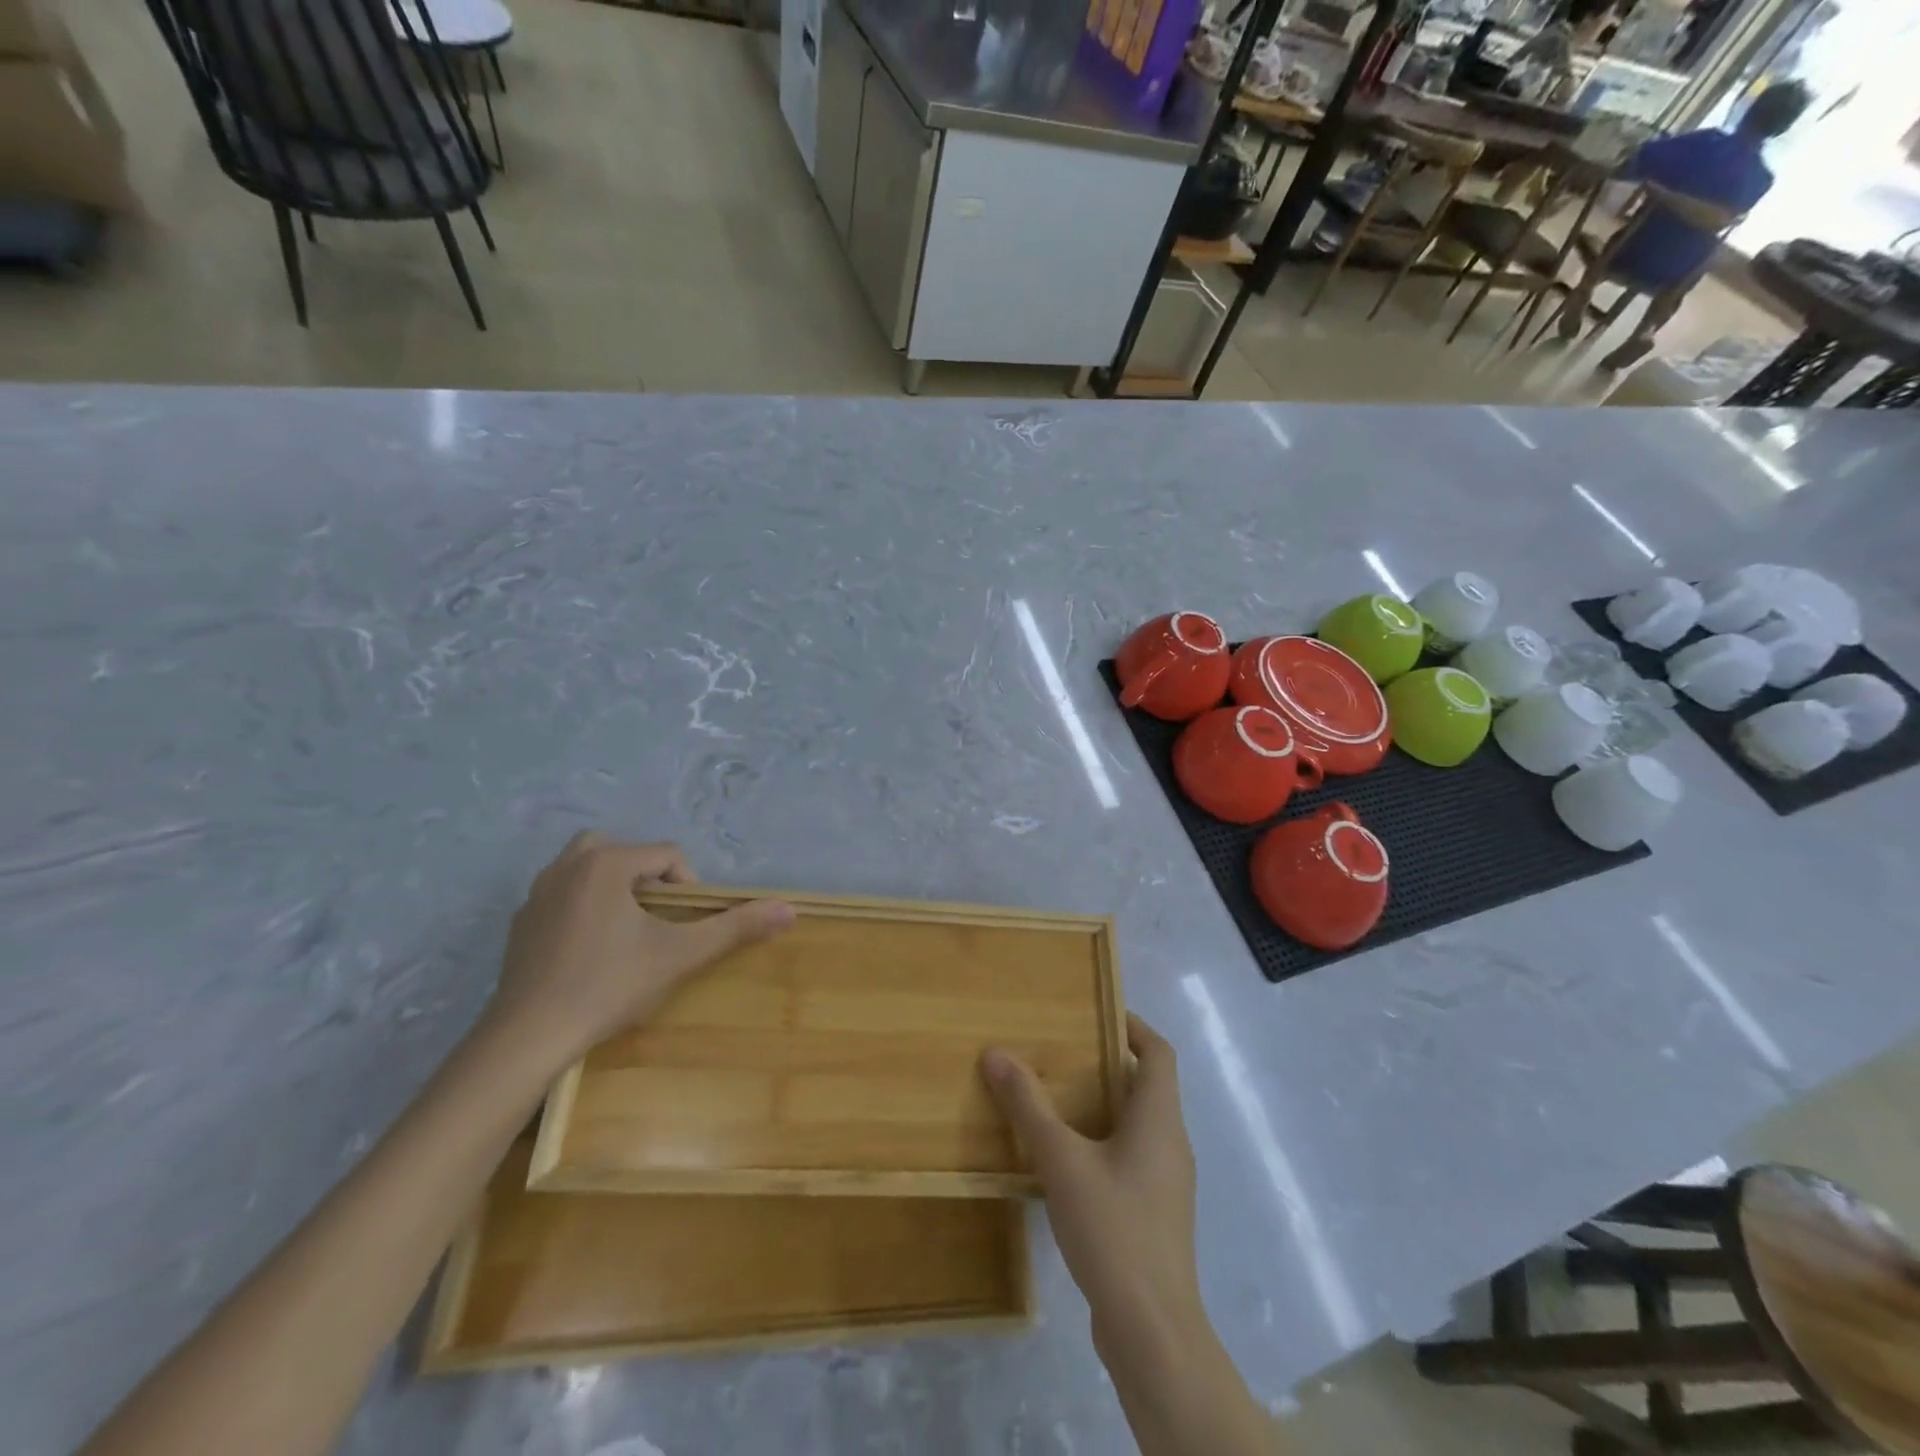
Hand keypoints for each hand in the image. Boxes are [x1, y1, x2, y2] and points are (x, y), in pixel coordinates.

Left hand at [484, 832, 794, 1069]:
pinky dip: (585, 905)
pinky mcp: (521, 921)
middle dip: (649, 878)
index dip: (689, 887)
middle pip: (625, 851)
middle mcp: (567, 866)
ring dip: (615, 885)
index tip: (686, 926)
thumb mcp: (679, 955)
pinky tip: (592, 948)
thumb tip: (790, 909)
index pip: (667, 855)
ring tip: (630, 927)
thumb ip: (735, 927)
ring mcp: (537, 893)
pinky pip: (563, 893)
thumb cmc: (608, 986)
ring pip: (588, 867)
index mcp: (606, 864)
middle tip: (659, 918)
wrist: (527, 1037)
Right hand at [980, 1015, 1202, 1356]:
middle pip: (1146, 1086)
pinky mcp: (1154, 1215)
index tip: (1097, 1013)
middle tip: (1061, 1052)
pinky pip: (1130, 1158)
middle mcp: (1171, 1143)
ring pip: (1137, 1125)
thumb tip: (996, 1053)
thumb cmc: (1113, 1229)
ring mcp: (1166, 1183)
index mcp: (1159, 1119)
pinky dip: (1103, 1142)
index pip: (1159, 1053)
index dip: (1133, 1026)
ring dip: (1102, 1105)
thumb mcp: (1062, 1160)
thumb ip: (1029, 1106)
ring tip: (1056, 1098)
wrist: (1152, 1331)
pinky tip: (1065, 1160)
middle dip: (1106, 1064)